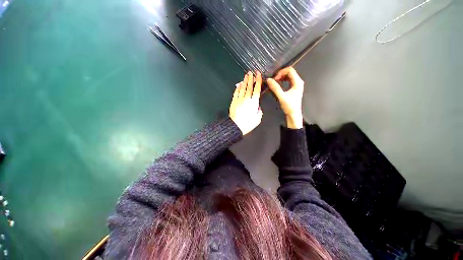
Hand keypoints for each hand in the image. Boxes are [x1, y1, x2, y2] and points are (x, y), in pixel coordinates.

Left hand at [229, 71, 262, 134]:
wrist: (235, 126)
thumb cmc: (247, 124)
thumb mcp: (257, 119)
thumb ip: (259, 112)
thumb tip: (258, 108)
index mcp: (254, 102)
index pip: (256, 89)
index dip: (258, 81)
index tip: (258, 75)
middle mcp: (246, 99)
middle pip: (249, 87)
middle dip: (251, 79)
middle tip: (251, 72)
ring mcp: (239, 99)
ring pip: (242, 88)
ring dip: (244, 81)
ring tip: (246, 75)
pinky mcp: (233, 101)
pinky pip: (236, 93)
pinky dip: (237, 88)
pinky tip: (239, 84)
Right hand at [266, 67, 303, 128]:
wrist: (293, 114)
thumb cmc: (289, 106)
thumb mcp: (281, 96)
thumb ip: (275, 88)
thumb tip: (269, 80)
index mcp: (298, 82)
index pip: (290, 70)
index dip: (281, 72)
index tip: (275, 78)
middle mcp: (298, 82)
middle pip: (289, 72)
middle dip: (281, 74)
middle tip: (274, 80)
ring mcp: (297, 85)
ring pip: (289, 76)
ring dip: (281, 77)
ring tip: (275, 81)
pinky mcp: (294, 88)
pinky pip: (288, 80)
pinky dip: (283, 80)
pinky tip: (278, 84)